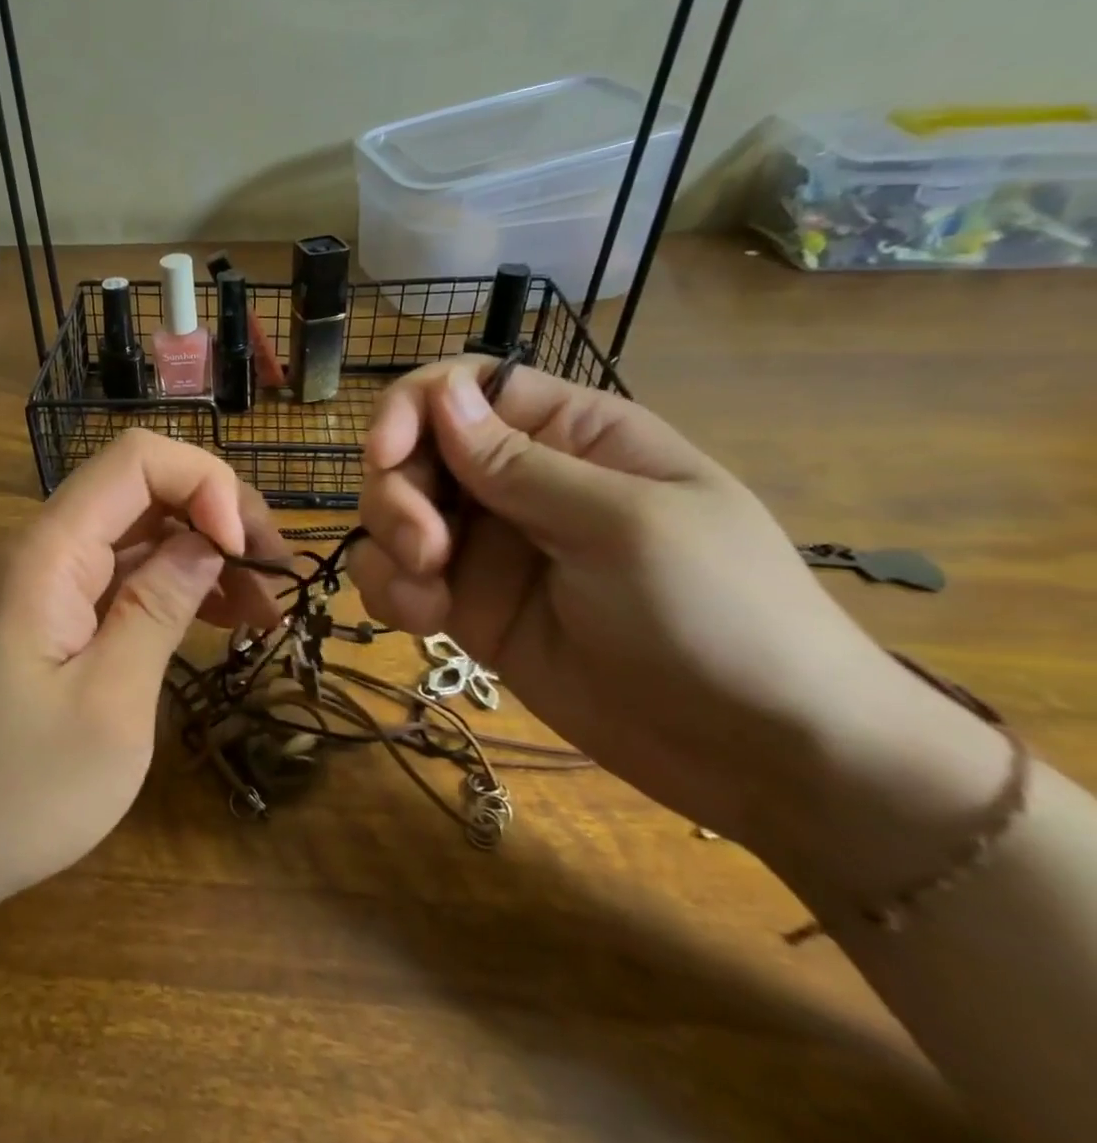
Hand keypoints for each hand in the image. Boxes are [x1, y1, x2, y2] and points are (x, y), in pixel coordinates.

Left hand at [0, 429, 286, 914]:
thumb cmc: (19, 790)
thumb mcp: (109, 703)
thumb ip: (159, 608)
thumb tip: (211, 540)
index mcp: (51, 553)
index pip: (136, 460)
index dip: (205, 483)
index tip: (246, 551)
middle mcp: (48, 547)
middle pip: (145, 486)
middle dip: (218, 514)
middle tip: (276, 574)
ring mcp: (52, 579)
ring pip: (144, 529)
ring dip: (208, 552)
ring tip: (265, 605)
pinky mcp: (59, 611)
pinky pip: (128, 572)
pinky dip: (180, 584)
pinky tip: (225, 617)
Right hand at [349, 357, 999, 875]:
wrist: (758, 754)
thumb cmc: (720, 615)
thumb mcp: (626, 527)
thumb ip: (522, 463)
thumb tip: (443, 393)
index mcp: (570, 436)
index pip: (467, 388)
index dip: (412, 407)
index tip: (385, 454)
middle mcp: (517, 481)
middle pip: (415, 452)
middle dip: (398, 495)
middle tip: (425, 551)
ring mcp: (488, 546)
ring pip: (393, 514)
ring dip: (388, 546)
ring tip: (425, 597)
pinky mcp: (466, 606)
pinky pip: (397, 576)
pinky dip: (390, 591)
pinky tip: (422, 622)